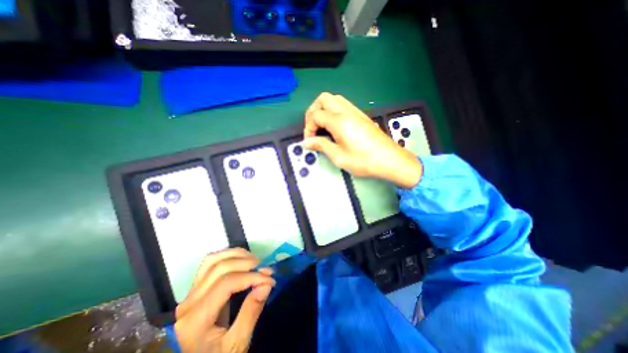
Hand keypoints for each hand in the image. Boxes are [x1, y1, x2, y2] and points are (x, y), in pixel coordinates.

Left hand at [175, 248, 275, 352]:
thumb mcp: (237, 345)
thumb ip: (251, 313)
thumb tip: (266, 284)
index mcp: (196, 320)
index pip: (227, 283)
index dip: (251, 277)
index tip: (270, 279)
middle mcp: (189, 302)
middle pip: (220, 268)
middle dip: (247, 264)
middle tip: (266, 269)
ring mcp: (190, 294)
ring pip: (213, 260)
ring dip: (237, 255)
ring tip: (255, 261)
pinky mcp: (195, 289)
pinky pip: (210, 263)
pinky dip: (228, 256)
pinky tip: (241, 259)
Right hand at [303, 93, 420, 187]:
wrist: (390, 160)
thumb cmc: (364, 161)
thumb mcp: (339, 157)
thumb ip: (321, 146)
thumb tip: (306, 142)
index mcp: (339, 121)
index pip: (315, 115)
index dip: (308, 128)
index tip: (310, 141)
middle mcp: (346, 111)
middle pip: (323, 99)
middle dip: (313, 111)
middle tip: (312, 128)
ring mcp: (355, 111)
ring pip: (333, 99)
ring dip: (323, 109)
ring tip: (321, 126)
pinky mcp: (361, 115)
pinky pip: (343, 105)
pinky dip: (333, 111)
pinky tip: (334, 126)